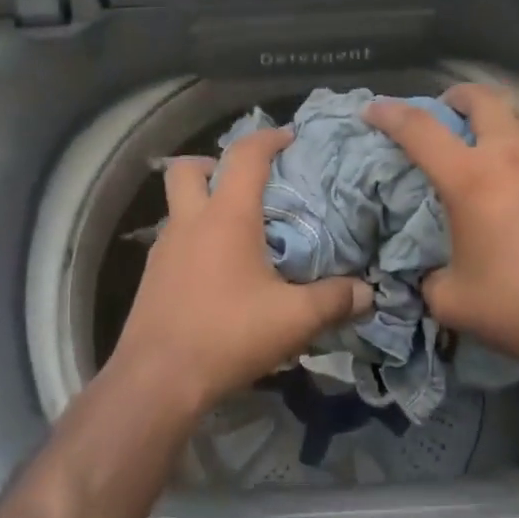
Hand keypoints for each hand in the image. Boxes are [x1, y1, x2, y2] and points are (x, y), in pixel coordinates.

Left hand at [112, 129, 371, 419]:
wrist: (157, 380)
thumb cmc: (227, 335)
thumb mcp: (292, 320)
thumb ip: (333, 301)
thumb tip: (366, 292)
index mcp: (226, 217)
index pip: (245, 156)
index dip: (268, 138)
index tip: (289, 137)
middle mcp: (190, 222)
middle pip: (187, 169)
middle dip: (214, 163)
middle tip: (244, 182)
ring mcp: (164, 249)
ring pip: (177, 205)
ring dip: (202, 202)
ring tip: (237, 230)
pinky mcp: (152, 277)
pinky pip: (174, 239)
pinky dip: (194, 238)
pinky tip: (217, 270)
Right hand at [365, 84, 518, 379]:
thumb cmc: (518, 311)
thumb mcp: (451, 300)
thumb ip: (430, 276)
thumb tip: (432, 270)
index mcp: (472, 180)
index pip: (420, 130)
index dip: (391, 114)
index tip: (375, 109)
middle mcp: (516, 158)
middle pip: (485, 100)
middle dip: (460, 97)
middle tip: (451, 111)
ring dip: (508, 127)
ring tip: (504, 150)